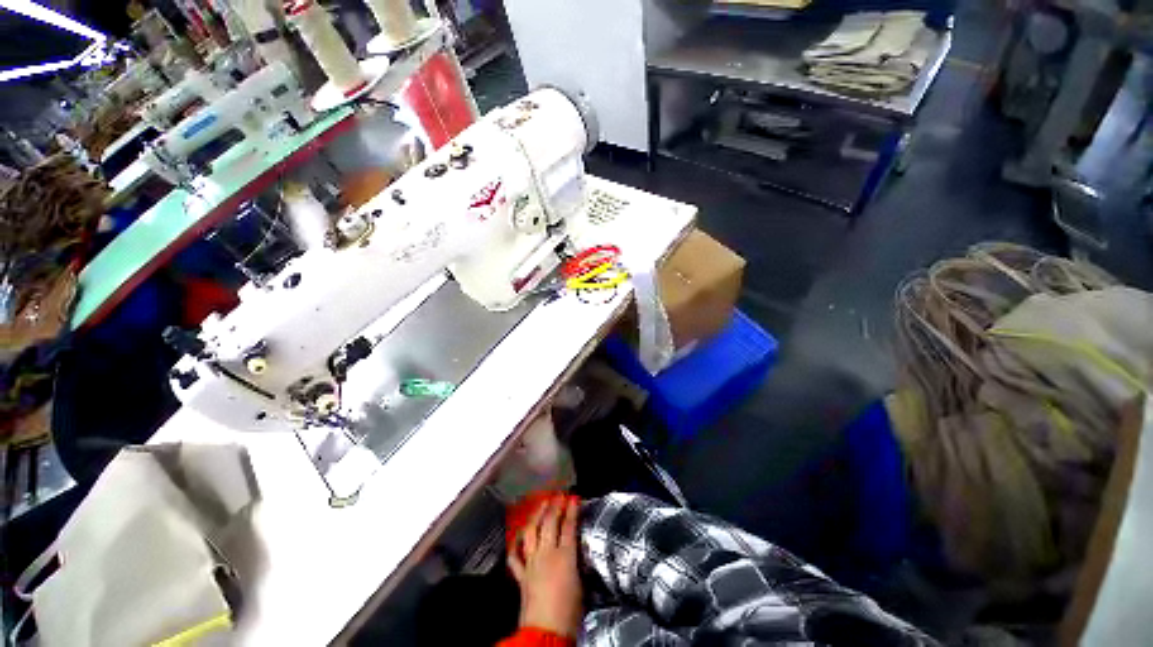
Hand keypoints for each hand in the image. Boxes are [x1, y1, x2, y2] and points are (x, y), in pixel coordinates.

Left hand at [508, 496, 582, 638]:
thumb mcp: (581, 583)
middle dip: (554, 506)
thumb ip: (576, 562)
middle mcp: (546, 554)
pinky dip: (516, 543)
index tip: (573, 497)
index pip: (569, 525)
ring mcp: (531, 563)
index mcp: (565, 556)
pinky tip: (519, 534)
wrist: (546, 633)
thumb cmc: (570, 612)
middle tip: (558, 494)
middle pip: (549, 522)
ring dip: (536, 515)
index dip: (571, 509)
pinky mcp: (521, 575)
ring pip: (531, 532)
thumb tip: (574, 550)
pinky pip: (515, 555)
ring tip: (541, 504)